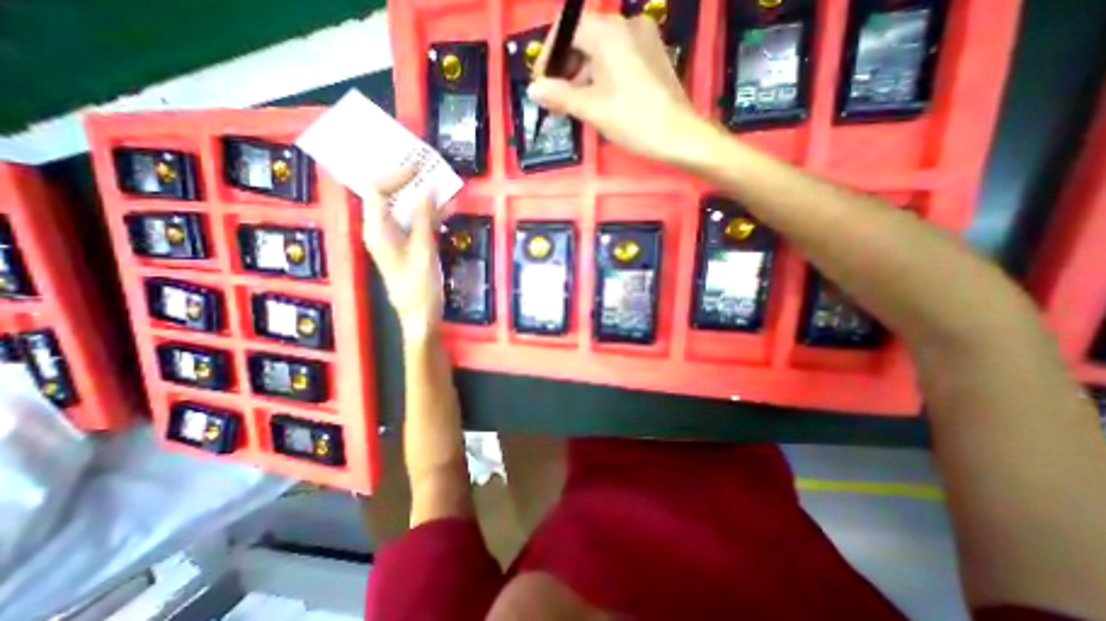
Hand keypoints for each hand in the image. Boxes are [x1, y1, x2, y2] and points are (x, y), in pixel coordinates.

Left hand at [362, 167, 443, 343]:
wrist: (420, 315)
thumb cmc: (419, 286)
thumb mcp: (423, 251)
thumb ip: (423, 219)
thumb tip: (426, 190)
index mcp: (377, 230)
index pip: (376, 191)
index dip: (394, 176)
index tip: (418, 168)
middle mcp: (381, 231)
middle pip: (387, 197)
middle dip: (408, 182)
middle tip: (428, 170)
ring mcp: (394, 239)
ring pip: (404, 210)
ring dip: (421, 198)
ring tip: (441, 185)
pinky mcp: (406, 247)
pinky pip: (414, 223)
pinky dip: (428, 215)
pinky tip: (446, 209)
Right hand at [524, 12, 707, 166]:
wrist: (679, 134)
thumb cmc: (633, 120)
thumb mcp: (592, 109)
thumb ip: (560, 96)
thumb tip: (533, 89)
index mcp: (609, 34)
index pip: (568, 29)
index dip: (549, 54)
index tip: (542, 83)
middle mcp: (626, 25)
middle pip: (584, 37)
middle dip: (565, 66)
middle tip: (557, 99)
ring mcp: (643, 38)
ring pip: (601, 49)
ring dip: (582, 73)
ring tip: (575, 104)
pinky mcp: (652, 54)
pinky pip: (618, 56)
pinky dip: (601, 74)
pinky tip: (598, 98)